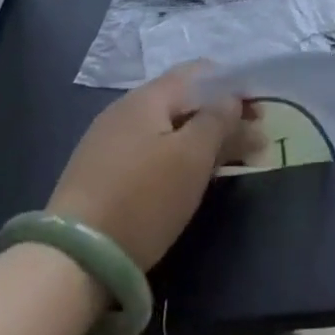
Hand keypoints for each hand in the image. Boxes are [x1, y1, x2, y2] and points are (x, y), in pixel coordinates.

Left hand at [49, 64, 262, 271]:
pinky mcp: (101, 174)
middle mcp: (125, 111)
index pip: (200, 73)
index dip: (235, 87)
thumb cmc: (144, 198)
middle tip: (256, 145)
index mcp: (147, 97)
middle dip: (224, 118)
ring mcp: (109, 142)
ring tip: (232, 165)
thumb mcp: (192, 156)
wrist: (73, 261)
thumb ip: (217, 119)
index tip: (261, 114)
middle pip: (185, 102)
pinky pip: (152, 152)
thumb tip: (231, 98)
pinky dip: (180, 158)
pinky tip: (193, 180)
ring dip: (205, 141)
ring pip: (169, 130)